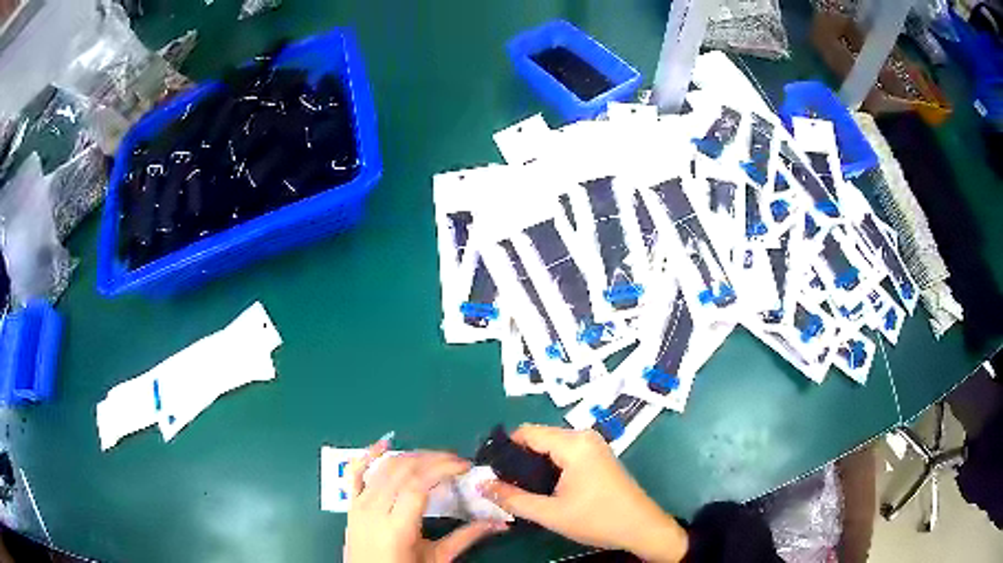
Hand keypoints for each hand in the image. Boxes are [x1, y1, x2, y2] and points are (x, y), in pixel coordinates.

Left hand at [344, 439, 507, 562]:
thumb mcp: (437, 558)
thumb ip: (466, 538)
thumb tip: (499, 523)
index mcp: (397, 527)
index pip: (419, 485)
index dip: (443, 469)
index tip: (465, 465)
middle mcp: (374, 510)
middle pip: (403, 471)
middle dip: (433, 459)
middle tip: (457, 461)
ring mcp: (359, 504)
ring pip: (384, 467)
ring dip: (411, 456)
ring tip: (435, 458)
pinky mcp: (351, 504)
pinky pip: (355, 472)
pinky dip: (369, 454)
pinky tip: (385, 443)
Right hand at [479, 425, 687, 562]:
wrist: (641, 527)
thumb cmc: (597, 519)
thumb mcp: (550, 513)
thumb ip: (512, 498)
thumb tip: (480, 484)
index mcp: (573, 444)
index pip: (527, 432)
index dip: (504, 448)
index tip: (487, 469)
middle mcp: (584, 436)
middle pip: (539, 437)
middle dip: (517, 458)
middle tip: (500, 483)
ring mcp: (594, 445)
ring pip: (551, 446)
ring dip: (532, 463)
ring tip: (517, 487)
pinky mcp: (598, 456)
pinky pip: (565, 452)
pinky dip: (549, 465)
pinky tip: (542, 486)